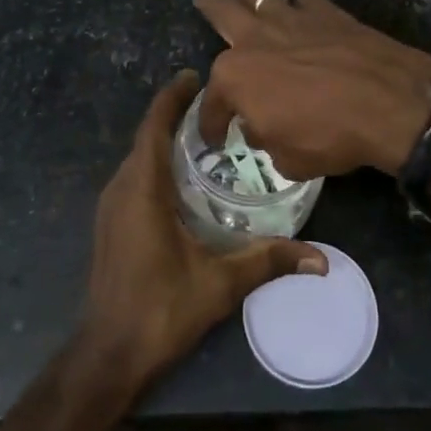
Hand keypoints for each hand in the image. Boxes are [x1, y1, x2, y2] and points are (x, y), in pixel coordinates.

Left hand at [79, 70, 325, 395]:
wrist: (108, 356)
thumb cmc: (160, 310)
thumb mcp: (219, 284)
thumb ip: (269, 261)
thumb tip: (321, 259)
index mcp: (142, 190)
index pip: (153, 127)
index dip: (171, 98)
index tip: (194, 74)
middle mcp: (121, 189)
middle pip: (146, 137)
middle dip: (174, 115)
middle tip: (216, 105)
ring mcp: (111, 208)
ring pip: (138, 158)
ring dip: (164, 140)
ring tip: (205, 134)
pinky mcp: (111, 224)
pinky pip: (134, 178)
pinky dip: (157, 164)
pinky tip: (185, 178)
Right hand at [192, 0, 430, 178]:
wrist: (390, 104)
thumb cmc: (330, 136)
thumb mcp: (287, 159)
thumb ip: (265, 138)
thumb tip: (260, 126)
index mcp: (236, 76)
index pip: (212, 101)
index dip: (211, 122)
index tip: (216, 136)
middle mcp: (257, 38)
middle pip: (222, 10)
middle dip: (209, 4)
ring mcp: (293, 18)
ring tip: (250, 2)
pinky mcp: (329, 11)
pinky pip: (306, 0)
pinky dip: (302, 8)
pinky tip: (307, 18)